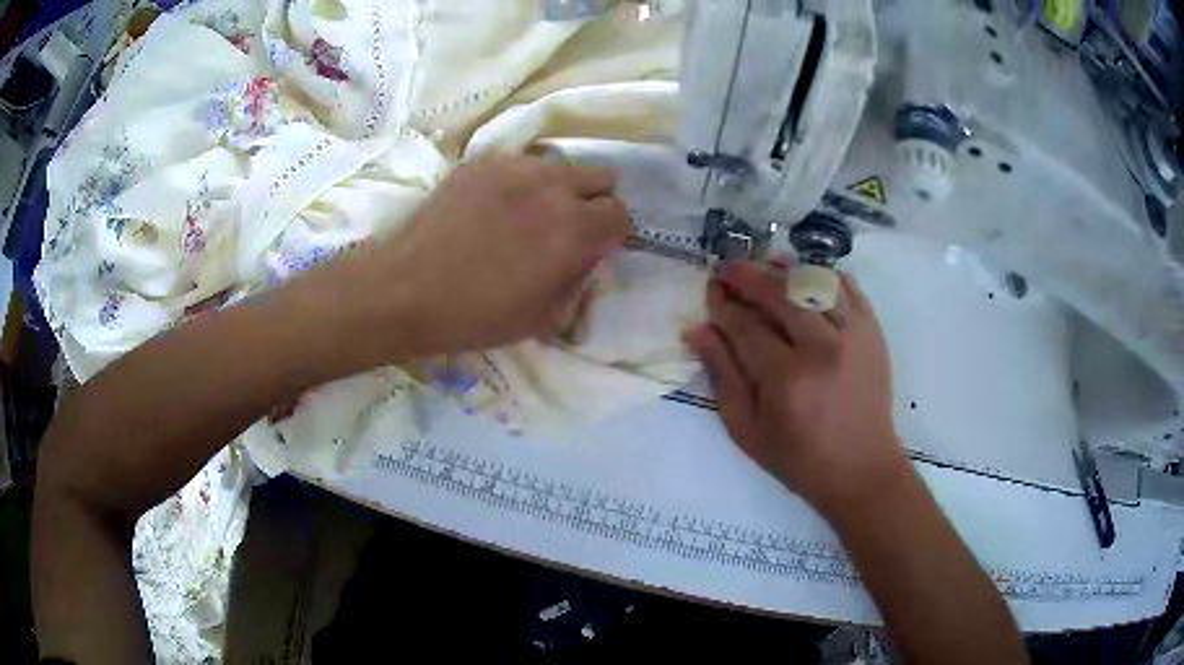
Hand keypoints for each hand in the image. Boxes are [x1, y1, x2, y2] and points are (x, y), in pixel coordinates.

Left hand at [328, 155, 629, 359]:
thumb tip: (586, 257)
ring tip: (528, 213)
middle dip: (594, 201)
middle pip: (601, 176)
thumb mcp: (542, 318)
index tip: (593, 248)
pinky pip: (519, 163)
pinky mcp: (482, 162)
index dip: (612, 234)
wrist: (407, 289)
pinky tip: (494, 206)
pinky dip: (520, 181)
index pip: (621, 215)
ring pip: (560, 165)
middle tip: (568, 226)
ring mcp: (515, 167)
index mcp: (574, 229)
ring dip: (558, 187)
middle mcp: (553, 187)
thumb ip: (577, 281)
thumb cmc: (476, 315)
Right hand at [684, 261, 910, 518]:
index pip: (746, 325)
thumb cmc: (799, 459)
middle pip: (780, 293)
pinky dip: (826, 276)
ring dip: (785, 270)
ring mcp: (853, 335)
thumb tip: (699, 330)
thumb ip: (723, 376)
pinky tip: (807, 277)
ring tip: (765, 266)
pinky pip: (849, 288)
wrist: (861, 469)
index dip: (723, 304)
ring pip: (815, 282)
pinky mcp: (873, 333)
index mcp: (787, 378)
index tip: (710, 290)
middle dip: (748, 275)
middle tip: (728, 268)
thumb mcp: (747, 430)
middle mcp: (822, 347)